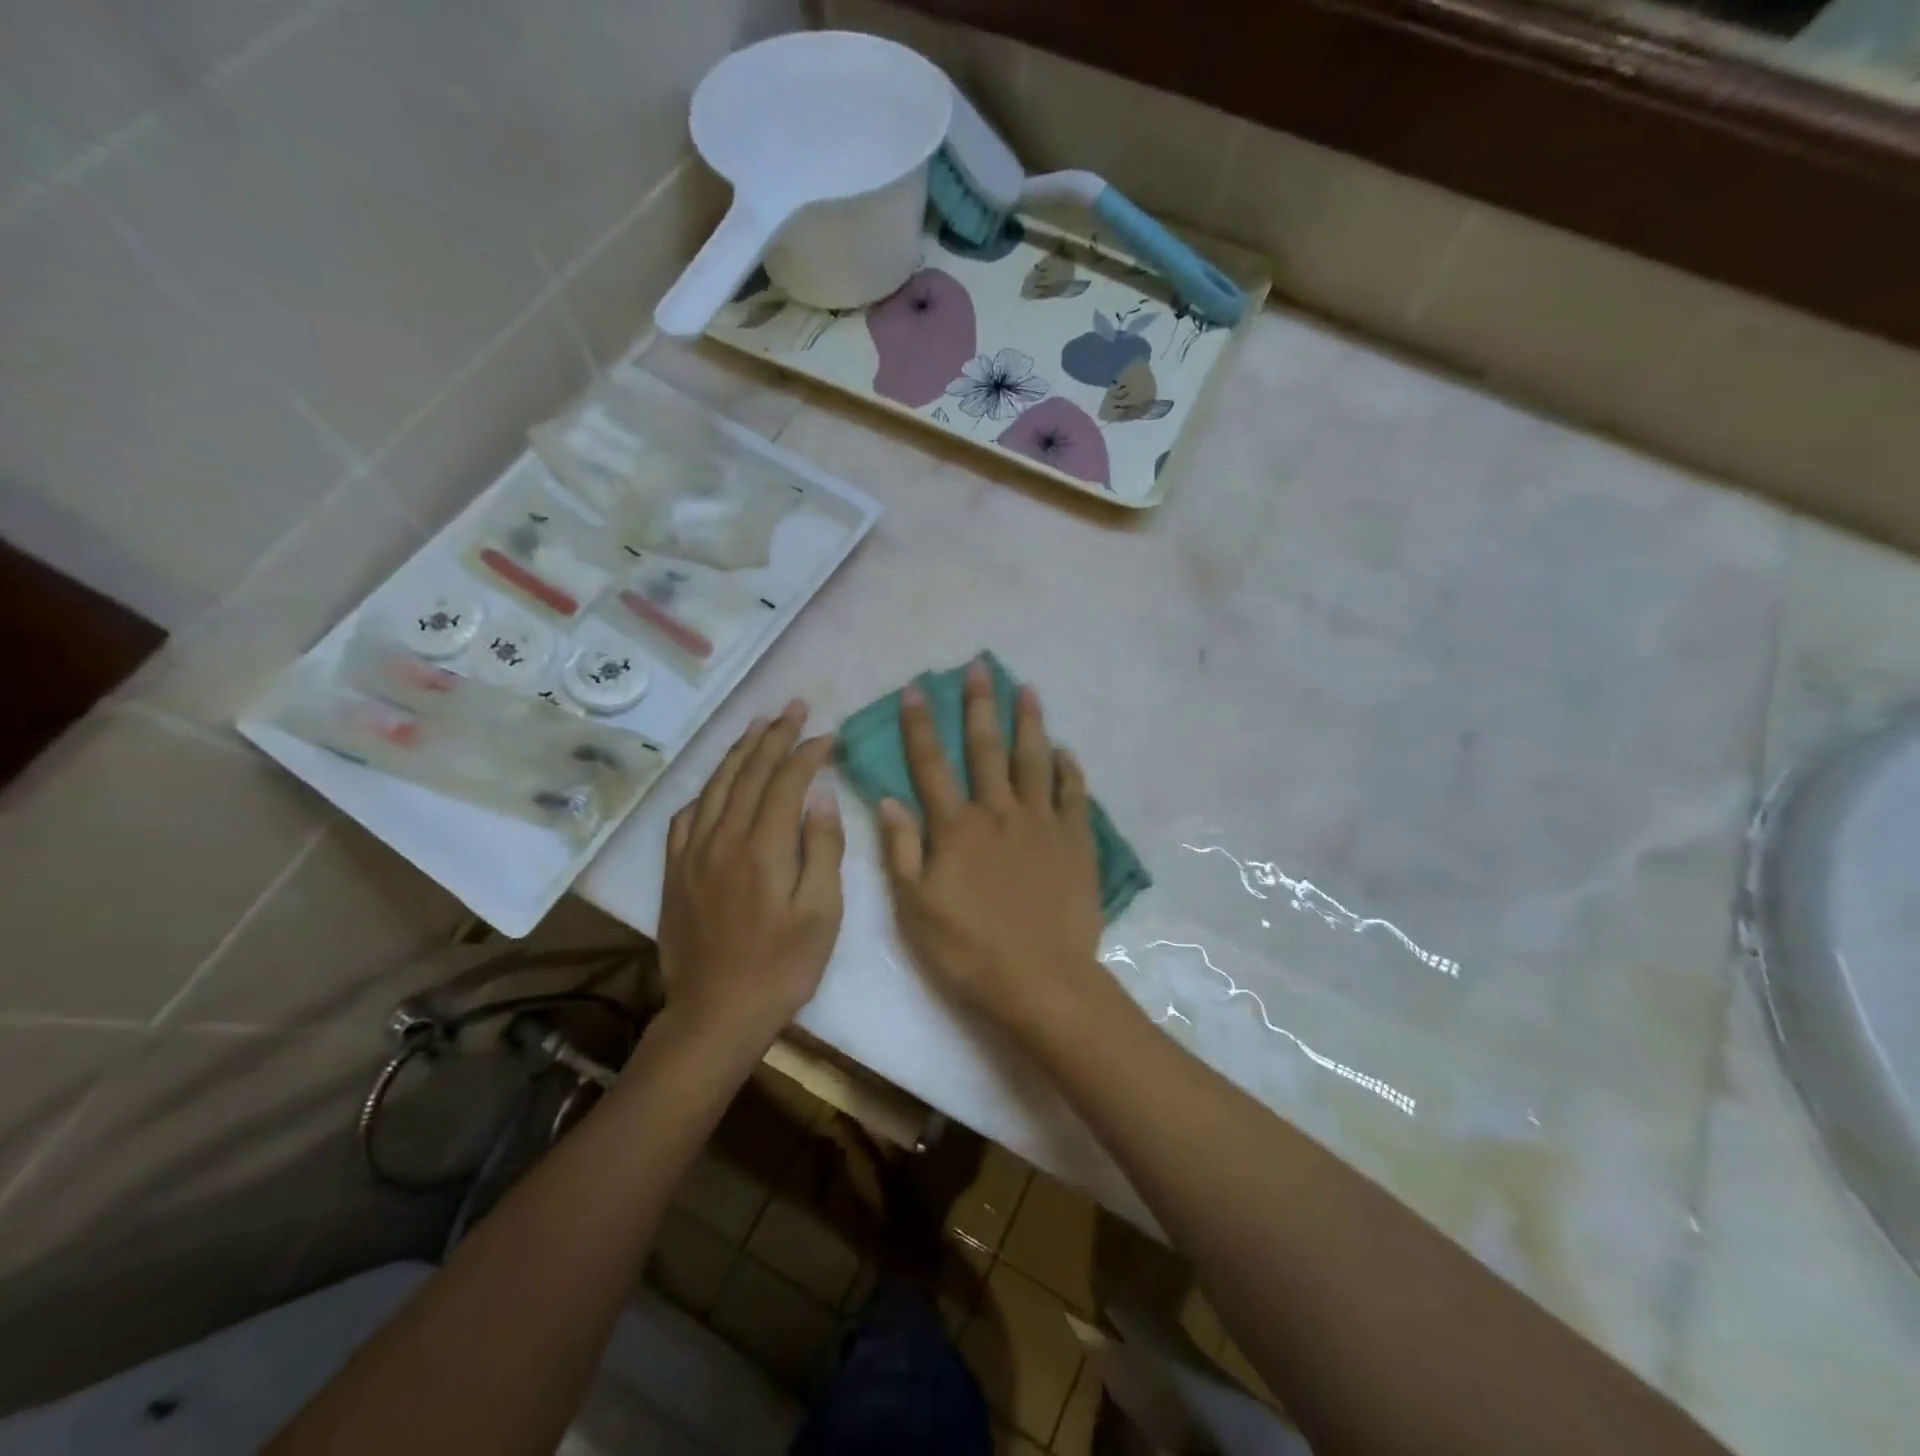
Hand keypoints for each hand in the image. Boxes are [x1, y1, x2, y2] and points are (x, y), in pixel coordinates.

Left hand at [659, 699, 844, 1047]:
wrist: (716, 1014)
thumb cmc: (782, 967)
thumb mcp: (822, 913)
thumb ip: (823, 849)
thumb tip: (821, 797)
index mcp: (764, 847)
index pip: (786, 782)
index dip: (807, 753)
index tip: (827, 735)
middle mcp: (723, 838)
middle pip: (749, 773)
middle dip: (774, 736)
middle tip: (793, 707)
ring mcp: (692, 854)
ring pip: (715, 787)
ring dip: (738, 752)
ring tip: (757, 726)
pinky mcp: (674, 872)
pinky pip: (686, 817)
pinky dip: (704, 791)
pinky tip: (715, 784)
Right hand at [879, 659, 1104, 1034]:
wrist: (1041, 981)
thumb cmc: (968, 950)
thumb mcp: (915, 908)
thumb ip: (901, 850)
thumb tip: (888, 799)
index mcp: (956, 828)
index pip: (931, 765)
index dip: (920, 725)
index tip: (916, 688)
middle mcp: (999, 813)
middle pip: (986, 749)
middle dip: (979, 705)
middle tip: (980, 667)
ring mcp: (1042, 824)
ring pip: (1034, 760)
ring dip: (1029, 722)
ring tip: (1026, 689)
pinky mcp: (1076, 842)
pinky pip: (1074, 795)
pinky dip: (1068, 769)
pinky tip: (1064, 750)